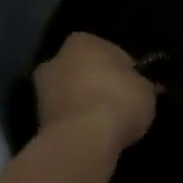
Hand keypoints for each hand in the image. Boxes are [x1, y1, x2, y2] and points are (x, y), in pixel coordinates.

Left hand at [33, 32, 156, 153]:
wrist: (82, 141)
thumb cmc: (117, 101)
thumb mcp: (145, 90)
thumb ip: (142, 85)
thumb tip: (142, 89)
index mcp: (82, 41)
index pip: (108, 52)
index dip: (123, 71)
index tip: (132, 89)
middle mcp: (56, 58)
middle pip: (82, 71)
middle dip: (95, 85)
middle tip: (117, 107)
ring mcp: (42, 90)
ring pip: (69, 95)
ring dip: (82, 107)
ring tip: (103, 128)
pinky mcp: (37, 121)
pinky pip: (64, 120)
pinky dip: (74, 127)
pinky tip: (89, 140)